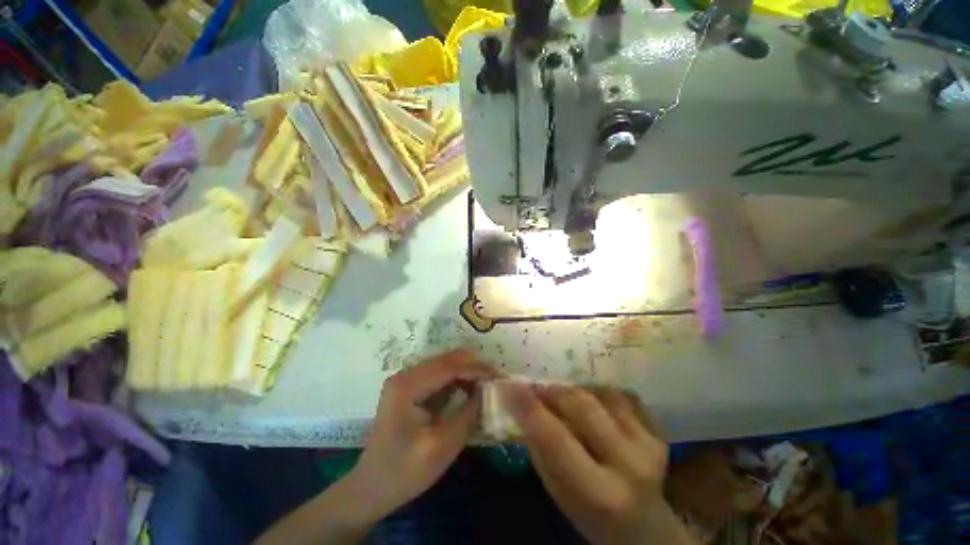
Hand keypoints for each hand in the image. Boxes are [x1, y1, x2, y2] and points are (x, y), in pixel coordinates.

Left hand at [345, 350, 498, 518]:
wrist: (371, 488)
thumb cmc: (404, 472)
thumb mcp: (442, 446)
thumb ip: (468, 414)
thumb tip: (486, 390)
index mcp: (407, 385)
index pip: (449, 366)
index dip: (477, 368)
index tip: (499, 375)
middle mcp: (406, 374)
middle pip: (447, 360)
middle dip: (474, 367)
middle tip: (496, 378)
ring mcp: (406, 380)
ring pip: (445, 365)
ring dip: (466, 372)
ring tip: (487, 384)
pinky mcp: (410, 388)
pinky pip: (439, 376)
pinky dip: (457, 380)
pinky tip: (470, 390)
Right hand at [503, 384, 695, 544]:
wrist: (646, 529)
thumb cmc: (591, 515)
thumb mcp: (558, 492)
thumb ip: (541, 448)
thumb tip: (523, 404)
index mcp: (599, 492)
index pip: (555, 438)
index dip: (529, 407)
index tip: (510, 386)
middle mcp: (629, 465)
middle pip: (582, 406)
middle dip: (553, 392)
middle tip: (538, 390)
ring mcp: (650, 446)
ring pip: (603, 394)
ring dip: (578, 391)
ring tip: (567, 400)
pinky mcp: (659, 433)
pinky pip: (624, 395)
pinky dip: (603, 393)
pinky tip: (596, 406)